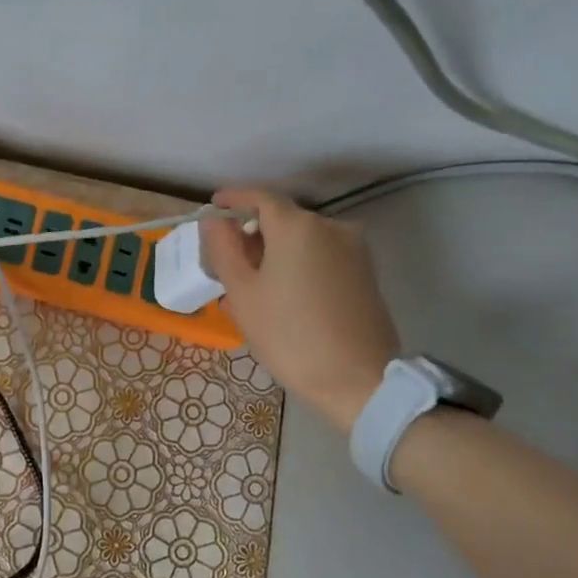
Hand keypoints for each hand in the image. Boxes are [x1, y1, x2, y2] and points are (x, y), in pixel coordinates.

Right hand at [200, 188, 400, 433]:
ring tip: (251, 285)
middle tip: (225, 260)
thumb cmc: (289, 335)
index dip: (233, 199)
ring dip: (274, 252)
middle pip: (282, 219)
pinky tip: (281, 295)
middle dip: (252, 233)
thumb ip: (224, 250)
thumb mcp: (242, 294)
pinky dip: (296, 264)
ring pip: (302, 241)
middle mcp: (330, 227)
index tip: (212, 207)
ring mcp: (353, 250)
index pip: (259, 197)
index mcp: (297, 226)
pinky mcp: (364, 274)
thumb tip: (215, 223)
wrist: (357, 380)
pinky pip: (321, 257)